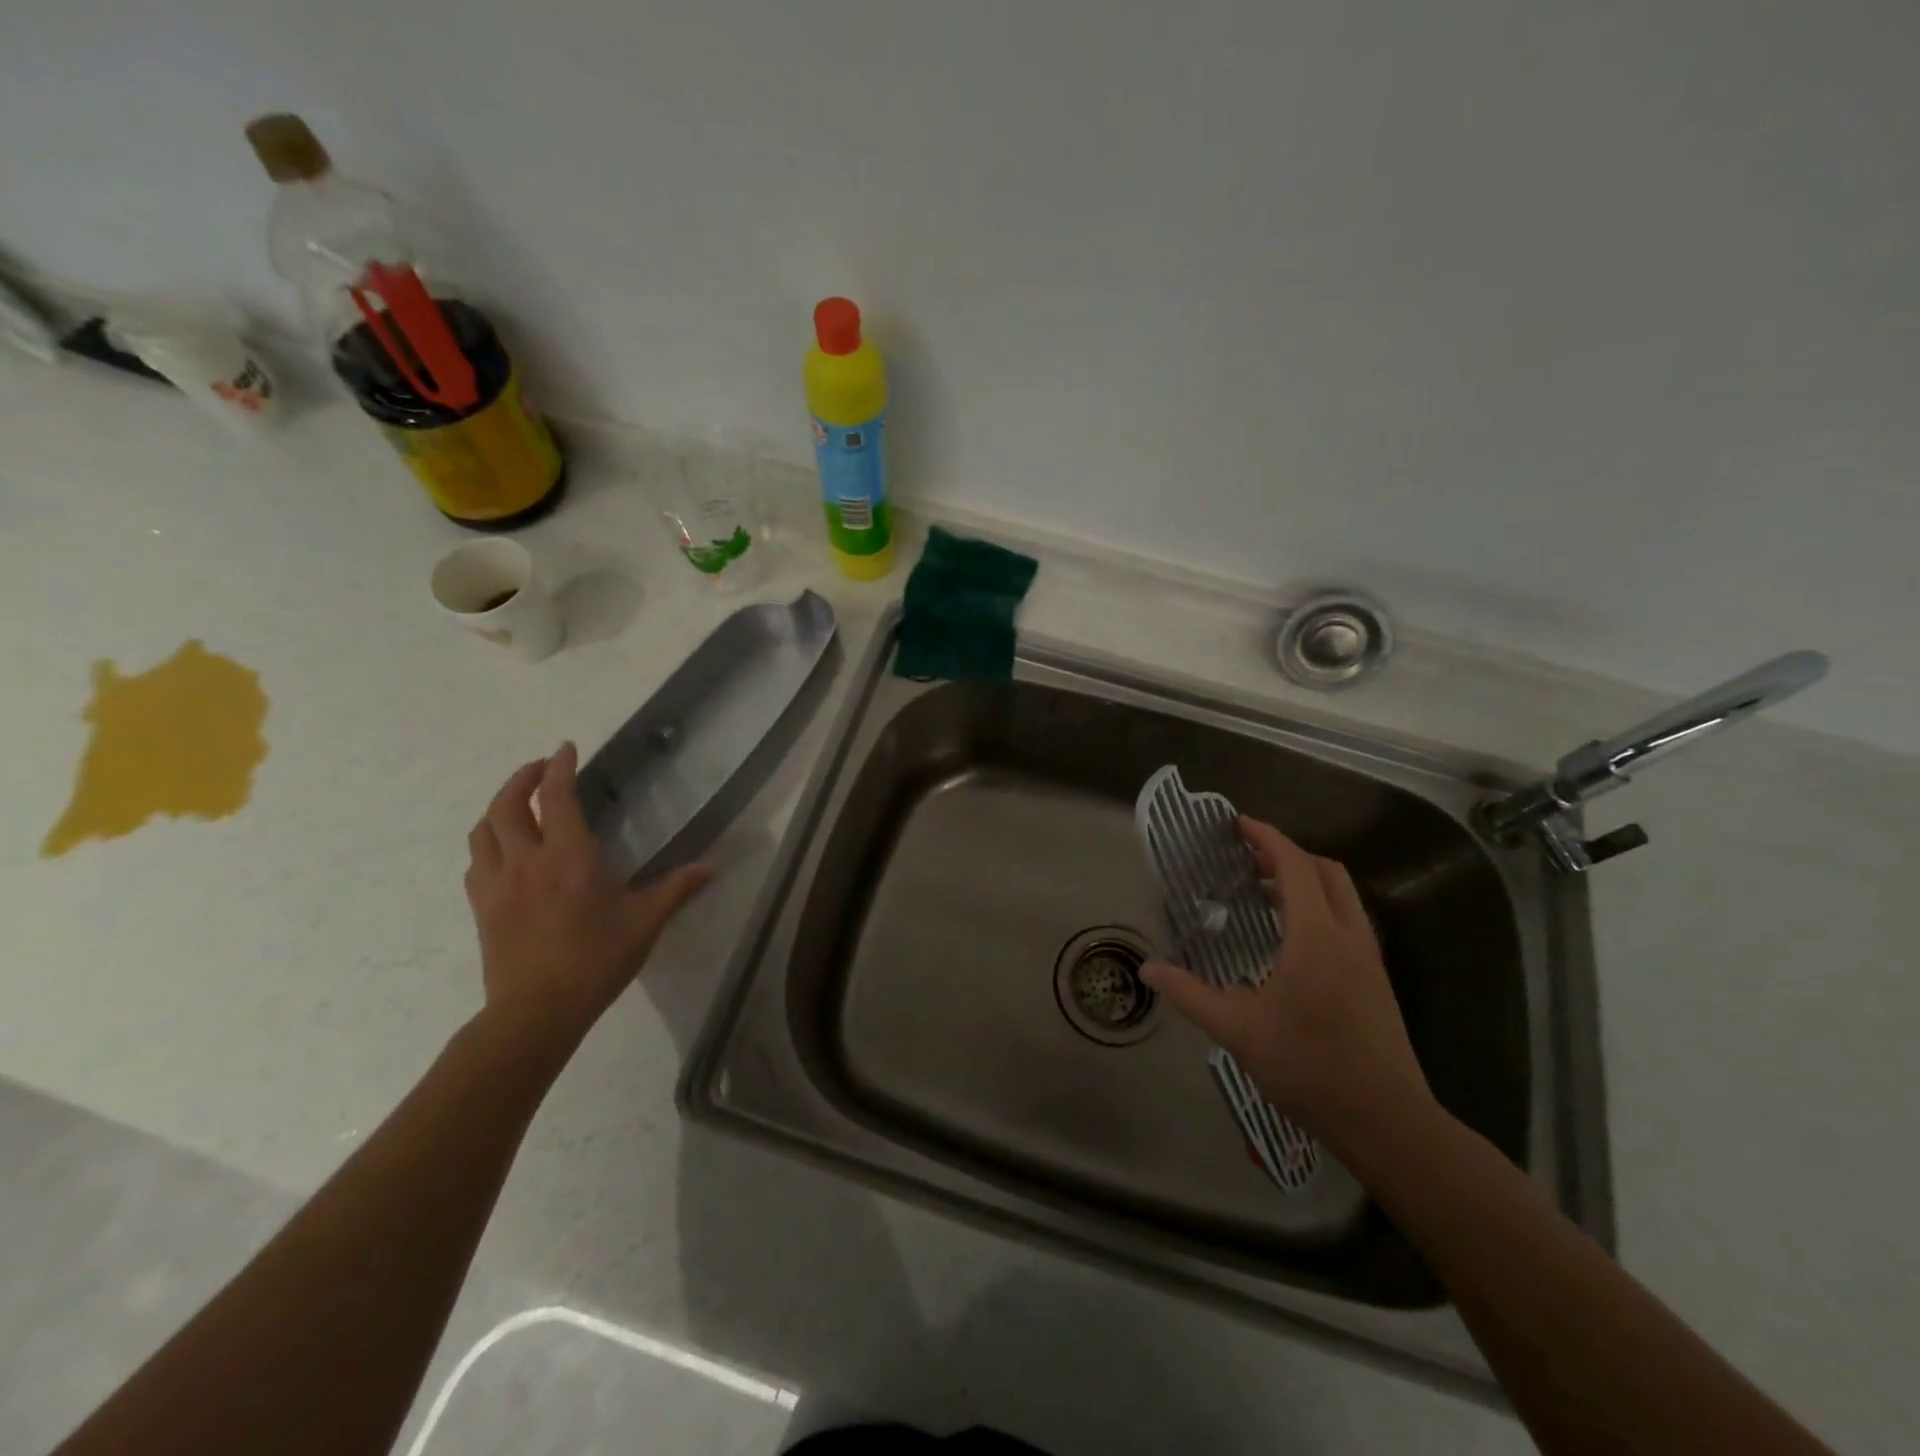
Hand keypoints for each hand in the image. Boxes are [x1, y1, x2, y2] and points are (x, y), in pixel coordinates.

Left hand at [464, 743, 712, 1050]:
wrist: (535, 1013)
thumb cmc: (595, 961)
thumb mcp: (645, 923)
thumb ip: (677, 889)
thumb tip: (712, 868)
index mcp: (568, 857)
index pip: (555, 797)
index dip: (559, 767)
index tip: (566, 748)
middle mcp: (526, 861)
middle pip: (507, 805)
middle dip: (522, 778)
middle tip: (540, 768)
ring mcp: (498, 885)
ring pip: (484, 830)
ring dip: (498, 807)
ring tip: (517, 803)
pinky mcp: (482, 908)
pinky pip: (477, 861)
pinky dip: (488, 842)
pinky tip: (503, 851)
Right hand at [1142, 816, 1431, 1152]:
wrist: (1387, 1121)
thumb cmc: (1309, 1067)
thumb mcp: (1237, 1030)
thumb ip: (1189, 994)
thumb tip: (1149, 969)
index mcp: (1315, 936)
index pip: (1294, 865)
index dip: (1266, 838)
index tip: (1238, 824)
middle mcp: (1348, 935)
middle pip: (1325, 870)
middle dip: (1287, 854)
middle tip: (1247, 859)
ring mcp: (1368, 957)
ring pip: (1342, 895)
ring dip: (1306, 880)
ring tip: (1265, 892)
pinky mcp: (1375, 979)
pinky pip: (1347, 919)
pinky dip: (1319, 906)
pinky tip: (1292, 937)